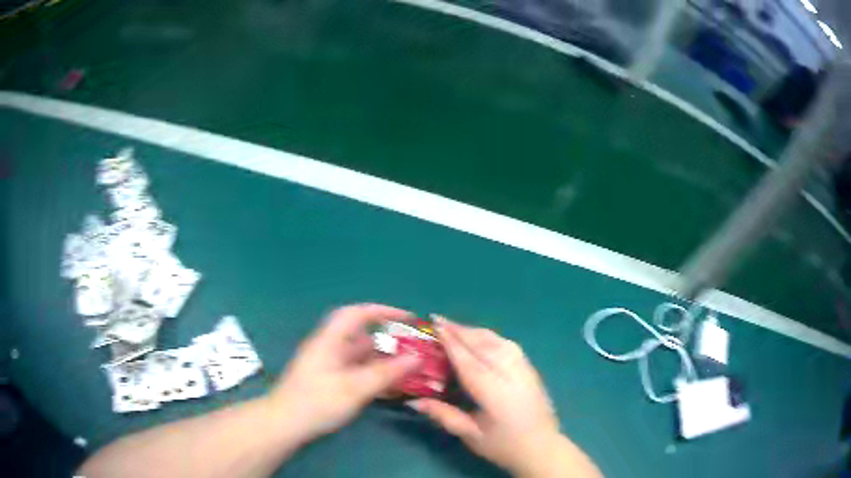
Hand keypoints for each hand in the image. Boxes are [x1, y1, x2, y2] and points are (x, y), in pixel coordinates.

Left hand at [268, 304, 420, 440]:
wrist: (285, 424)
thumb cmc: (317, 401)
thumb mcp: (355, 388)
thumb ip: (386, 373)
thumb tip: (417, 358)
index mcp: (330, 341)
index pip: (356, 314)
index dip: (382, 311)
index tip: (407, 318)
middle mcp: (329, 349)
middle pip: (361, 337)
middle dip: (388, 341)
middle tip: (414, 350)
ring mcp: (328, 366)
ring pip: (360, 357)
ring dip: (383, 361)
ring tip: (408, 369)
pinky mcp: (328, 382)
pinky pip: (356, 372)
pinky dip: (373, 375)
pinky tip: (388, 387)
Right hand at [409, 319, 600, 477]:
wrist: (542, 448)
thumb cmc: (504, 446)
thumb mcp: (471, 435)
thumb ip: (444, 415)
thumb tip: (414, 401)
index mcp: (495, 393)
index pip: (469, 361)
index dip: (451, 342)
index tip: (435, 326)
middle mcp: (511, 375)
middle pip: (484, 345)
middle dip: (461, 330)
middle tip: (438, 319)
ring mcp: (525, 369)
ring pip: (498, 341)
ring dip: (475, 331)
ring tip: (456, 326)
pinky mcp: (531, 369)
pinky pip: (508, 345)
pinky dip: (491, 336)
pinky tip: (481, 337)